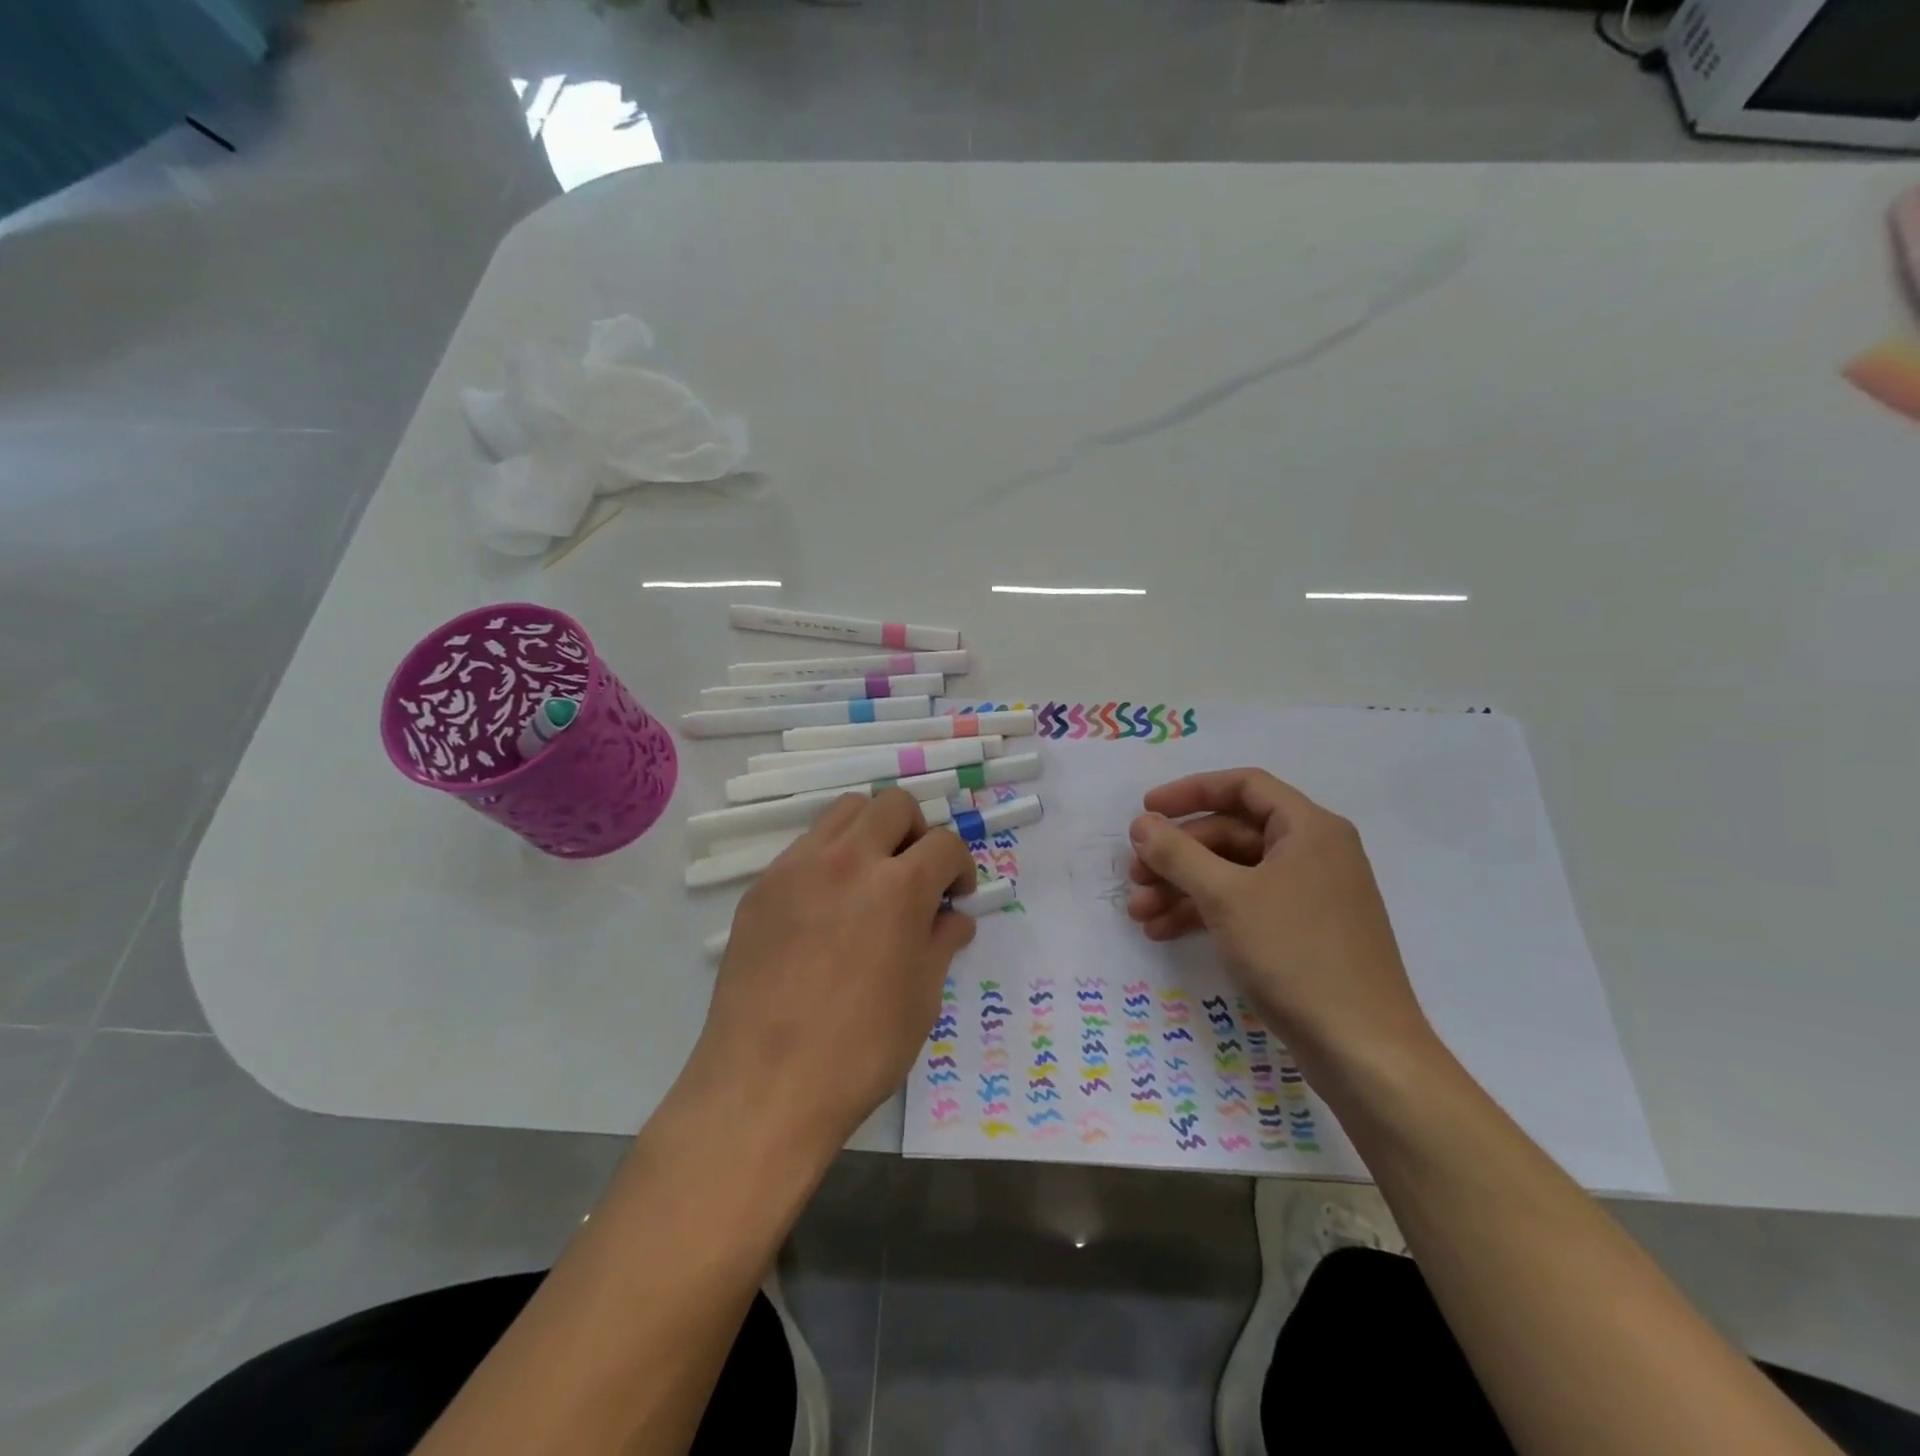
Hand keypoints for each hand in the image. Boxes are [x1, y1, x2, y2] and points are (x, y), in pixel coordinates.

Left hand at [687, 790, 979, 1153]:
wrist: (765, 1084)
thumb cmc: (860, 1050)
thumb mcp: (921, 999)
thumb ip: (941, 943)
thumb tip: (954, 917)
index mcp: (899, 887)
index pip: (944, 843)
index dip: (960, 866)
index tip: (956, 896)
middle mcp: (848, 860)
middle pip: (894, 804)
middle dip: (918, 832)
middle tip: (916, 876)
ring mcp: (797, 868)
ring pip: (845, 812)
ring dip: (872, 832)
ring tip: (872, 879)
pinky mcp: (762, 887)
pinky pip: (805, 847)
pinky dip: (830, 858)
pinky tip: (827, 908)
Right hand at [1125, 769, 1435, 1078]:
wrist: (1362, 1049)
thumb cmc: (1296, 954)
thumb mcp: (1226, 897)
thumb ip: (1178, 853)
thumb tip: (1142, 824)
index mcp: (1308, 829)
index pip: (1244, 786)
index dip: (1190, 791)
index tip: (1147, 812)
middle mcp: (1312, 853)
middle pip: (1231, 833)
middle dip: (1178, 853)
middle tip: (1134, 875)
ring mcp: (1308, 895)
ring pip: (1232, 874)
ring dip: (1182, 887)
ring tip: (1139, 913)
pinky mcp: (1300, 933)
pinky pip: (1243, 905)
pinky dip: (1204, 913)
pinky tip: (1165, 932)